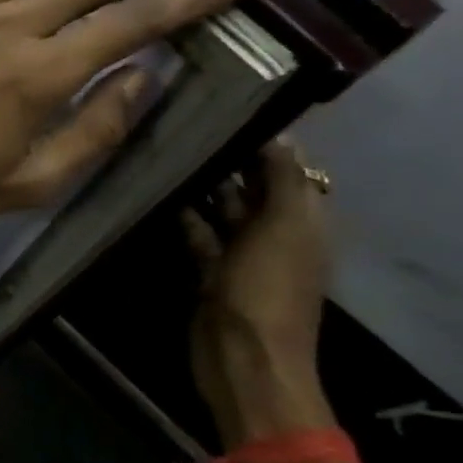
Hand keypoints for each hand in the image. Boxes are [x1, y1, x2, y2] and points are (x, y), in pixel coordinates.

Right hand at [183, 138, 334, 444]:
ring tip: (168, 149)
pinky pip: (198, 232)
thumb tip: (279, 134)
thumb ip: (282, 181)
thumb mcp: (282, 229)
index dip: (266, 141)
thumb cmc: (267, 290)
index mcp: (303, 223)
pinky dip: (183, 214)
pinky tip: (159, 191)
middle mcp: (275, 233)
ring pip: (222, 208)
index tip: (228, 105)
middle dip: (229, 158)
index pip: (289, 170)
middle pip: (253, 187)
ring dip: (202, 185)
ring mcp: (241, 253)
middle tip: (186, 121)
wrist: (242, 357)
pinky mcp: (209, 269)